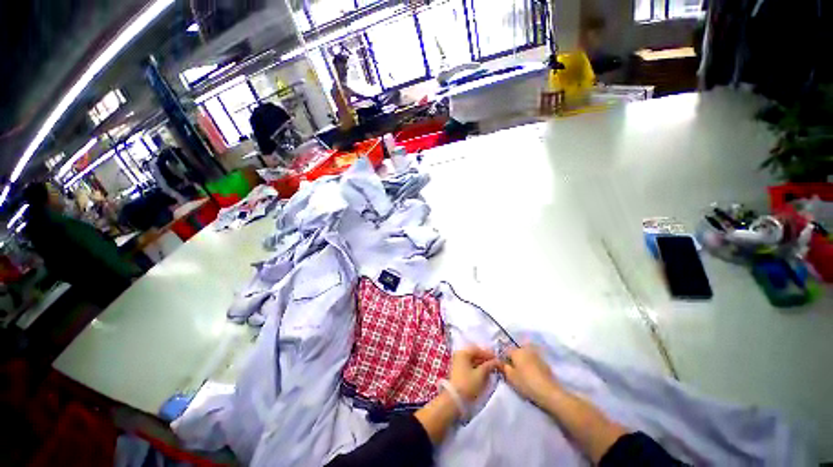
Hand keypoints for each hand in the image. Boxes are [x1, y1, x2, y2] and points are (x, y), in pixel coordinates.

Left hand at [448, 347, 500, 401]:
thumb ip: (489, 365)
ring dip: (483, 364)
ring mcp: (458, 362)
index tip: (499, 360)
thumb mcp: (481, 374)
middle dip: (486, 359)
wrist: (455, 399)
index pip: (479, 350)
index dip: (490, 354)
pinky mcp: (459, 370)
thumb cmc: (468, 384)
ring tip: (492, 370)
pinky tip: (485, 373)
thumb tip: (497, 361)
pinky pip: (470, 365)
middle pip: (476, 354)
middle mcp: (460, 354)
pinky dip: (478, 368)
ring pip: (473, 360)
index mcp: (463, 352)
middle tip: (497, 365)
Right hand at [500, 345, 560, 404]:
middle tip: (513, 372)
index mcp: (516, 351)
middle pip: (516, 353)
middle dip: (513, 360)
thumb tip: (498, 361)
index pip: (505, 352)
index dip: (503, 360)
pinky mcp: (544, 363)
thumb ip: (503, 367)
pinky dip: (530, 366)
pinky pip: (533, 362)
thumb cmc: (526, 383)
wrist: (549, 392)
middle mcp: (526, 349)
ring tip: (522, 375)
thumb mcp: (510, 377)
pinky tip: (531, 376)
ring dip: (522, 363)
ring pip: (525, 357)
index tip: (503, 370)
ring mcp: (536, 355)